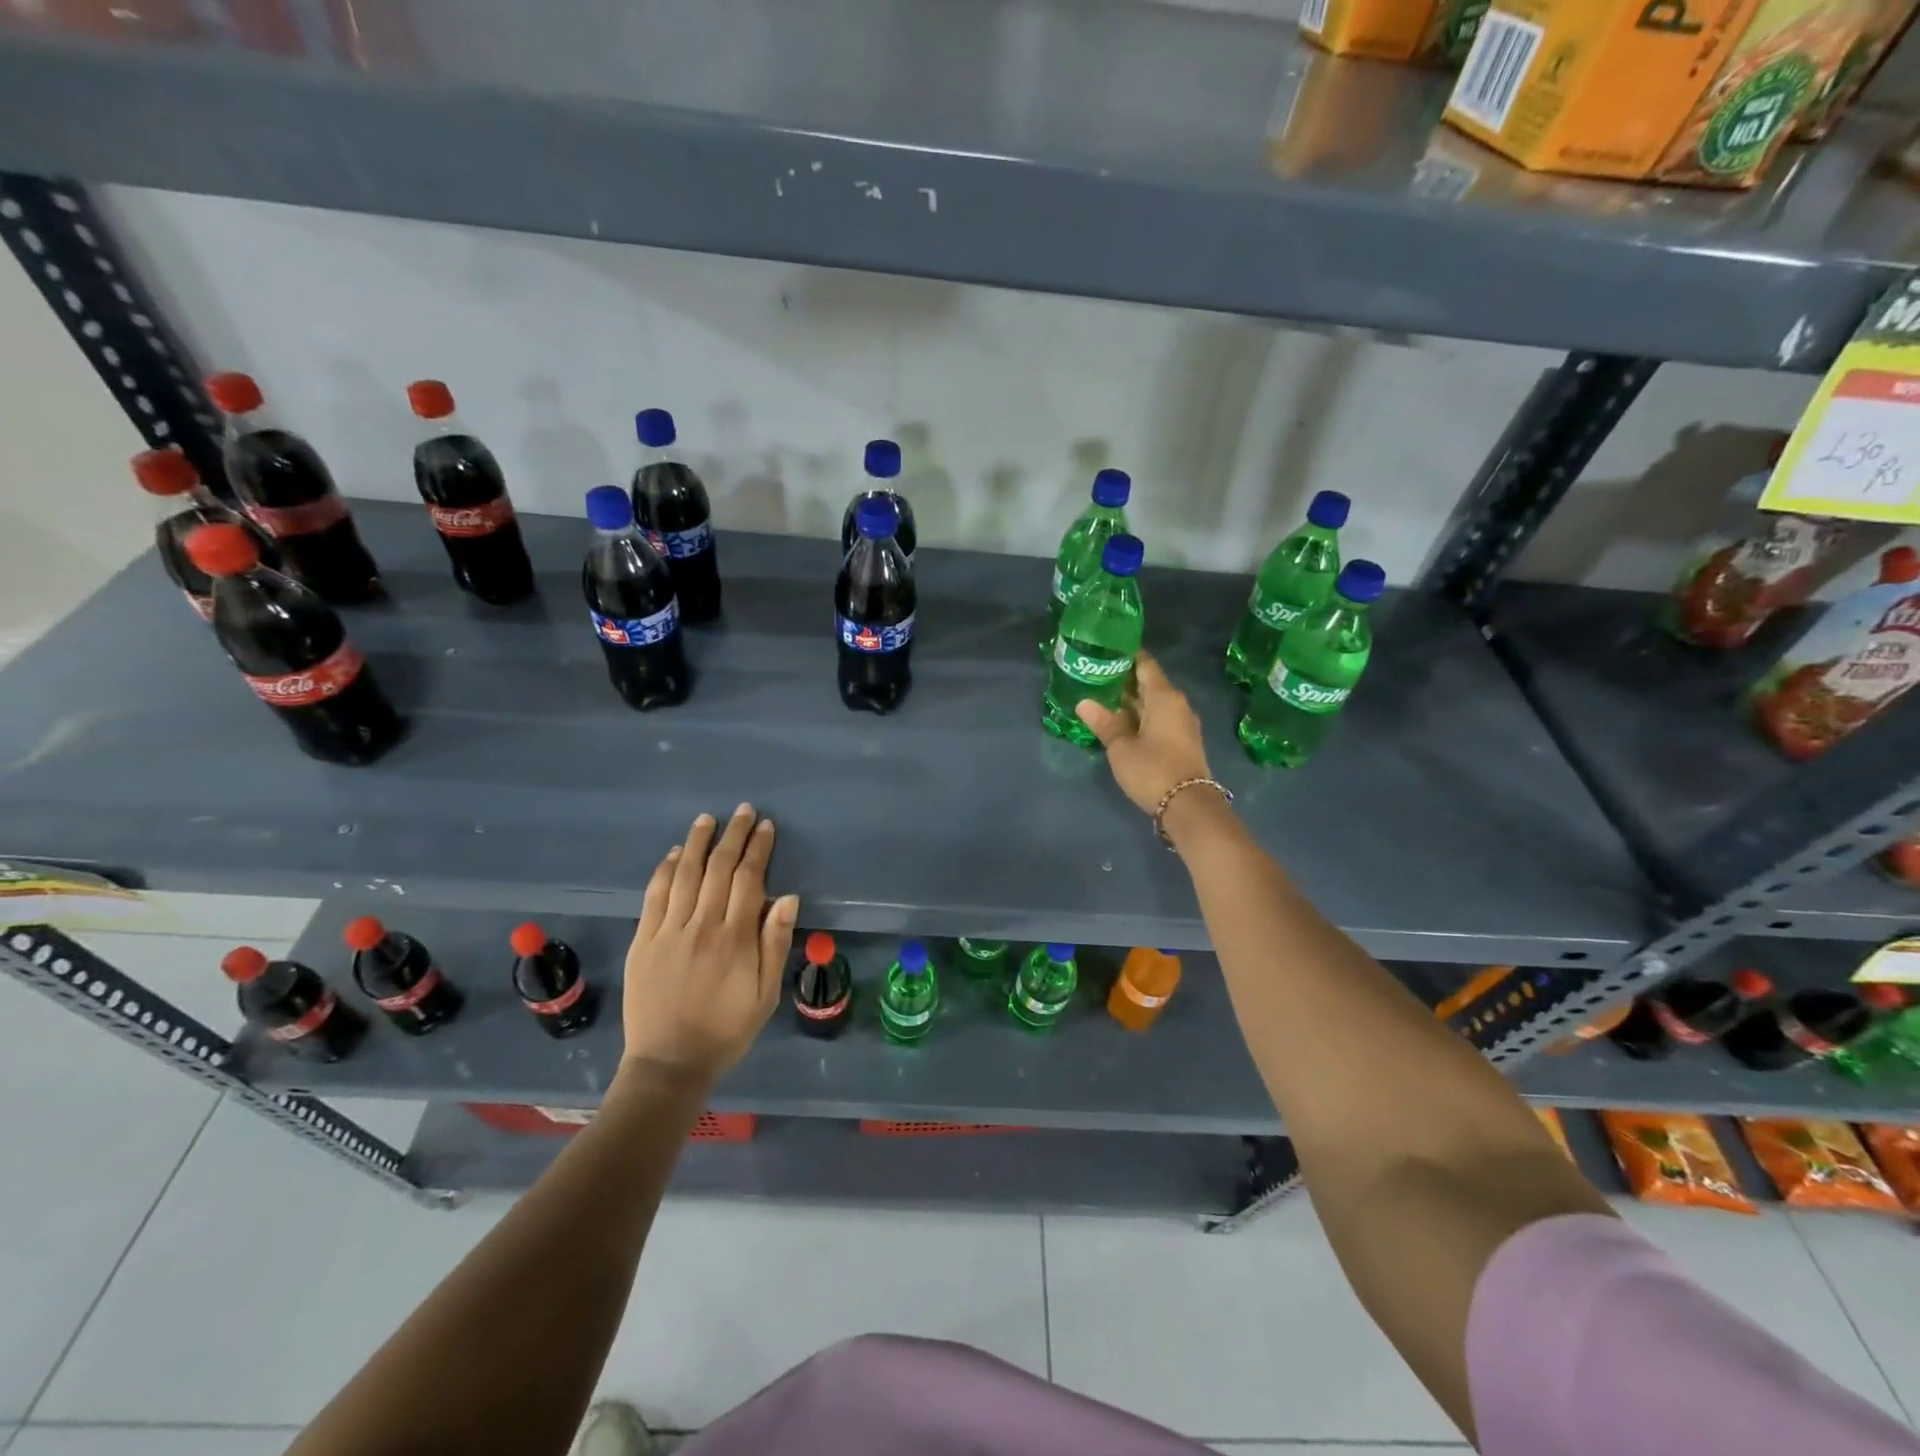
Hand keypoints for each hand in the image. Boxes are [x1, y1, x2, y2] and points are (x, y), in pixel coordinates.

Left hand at [622, 805, 798, 1085]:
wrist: (669, 1063)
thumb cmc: (726, 1030)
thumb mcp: (766, 994)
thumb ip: (775, 944)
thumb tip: (788, 898)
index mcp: (735, 938)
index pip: (748, 879)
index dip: (758, 848)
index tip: (765, 826)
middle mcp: (702, 925)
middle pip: (718, 868)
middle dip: (733, 835)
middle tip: (743, 811)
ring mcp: (668, 931)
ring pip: (684, 874)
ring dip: (697, 842)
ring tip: (708, 819)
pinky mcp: (644, 940)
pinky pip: (654, 896)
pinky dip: (664, 870)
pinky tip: (673, 853)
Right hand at [1075, 651, 1212, 815]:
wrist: (1189, 805)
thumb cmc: (1153, 769)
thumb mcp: (1121, 747)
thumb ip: (1104, 723)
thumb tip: (1084, 703)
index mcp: (1164, 697)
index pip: (1145, 665)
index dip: (1126, 655)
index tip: (1105, 650)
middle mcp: (1177, 704)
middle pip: (1149, 683)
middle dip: (1124, 679)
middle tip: (1095, 674)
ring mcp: (1182, 723)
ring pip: (1153, 703)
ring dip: (1131, 700)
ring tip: (1102, 697)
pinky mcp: (1182, 741)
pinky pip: (1158, 718)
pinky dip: (1140, 715)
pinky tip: (1120, 721)